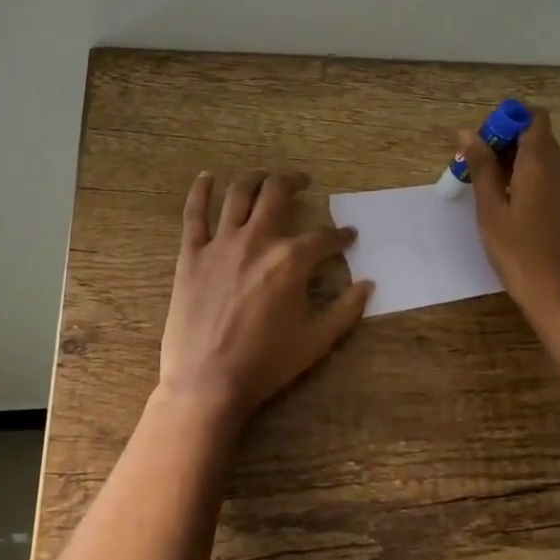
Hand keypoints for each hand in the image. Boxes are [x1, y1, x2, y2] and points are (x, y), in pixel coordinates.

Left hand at [158, 170, 372, 430]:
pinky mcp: (191, 254)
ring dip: (255, 179)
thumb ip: (346, 309)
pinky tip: (207, 177)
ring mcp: (220, 244)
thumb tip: (368, 284)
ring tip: (264, 178)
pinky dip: (200, 191)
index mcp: (291, 260)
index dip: (339, 236)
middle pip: (277, 193)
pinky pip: (194, 214)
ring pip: (238, 194)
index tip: (347, 236)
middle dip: (294, 181)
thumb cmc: (266, 363)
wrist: (207, 383)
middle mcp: (257, 240)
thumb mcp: (317, 340)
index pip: (323, 237)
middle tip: (303, 181)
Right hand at [460, 107, 559, 327]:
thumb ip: (482, 168)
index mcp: (542, 164)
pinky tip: (529, 219)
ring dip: (527, 168)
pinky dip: (544, 187)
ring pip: (554, 164)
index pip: (534, 118)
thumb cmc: (520, 256)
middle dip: (512, 147)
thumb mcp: (491, 212)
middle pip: (542, 140)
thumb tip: (469, 132)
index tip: (486, 146)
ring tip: (503, 200)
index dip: (509, 122)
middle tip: (484, 176)